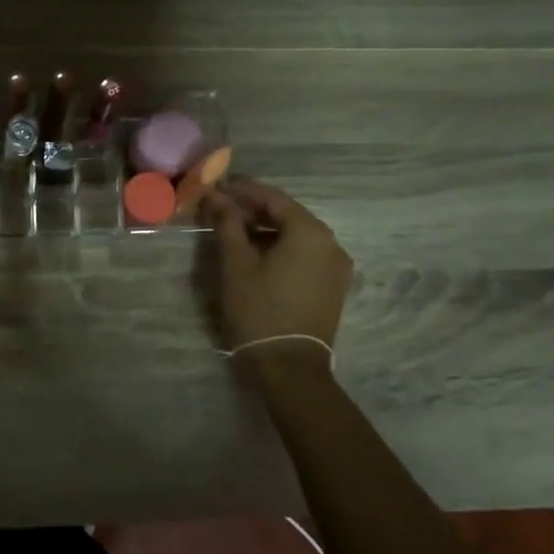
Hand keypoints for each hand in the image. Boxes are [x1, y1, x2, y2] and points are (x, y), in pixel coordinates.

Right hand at [201, 179, 352, 361]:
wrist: (289, 367)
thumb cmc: (259, 309)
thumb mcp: (236, 263)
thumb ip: (228, 224)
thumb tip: (217, 197)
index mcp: (310, 232)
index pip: (273, 197)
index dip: (242, 190)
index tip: (217, 186)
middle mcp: (330, 242)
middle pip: (287, 214)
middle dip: (253, 209)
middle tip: (221, 208)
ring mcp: (336, 266)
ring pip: (296, 235)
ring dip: (266, 229)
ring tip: (233, 231)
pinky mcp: (333, 286)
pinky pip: (305, 254)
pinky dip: (281, 248)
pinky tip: (256, 253)